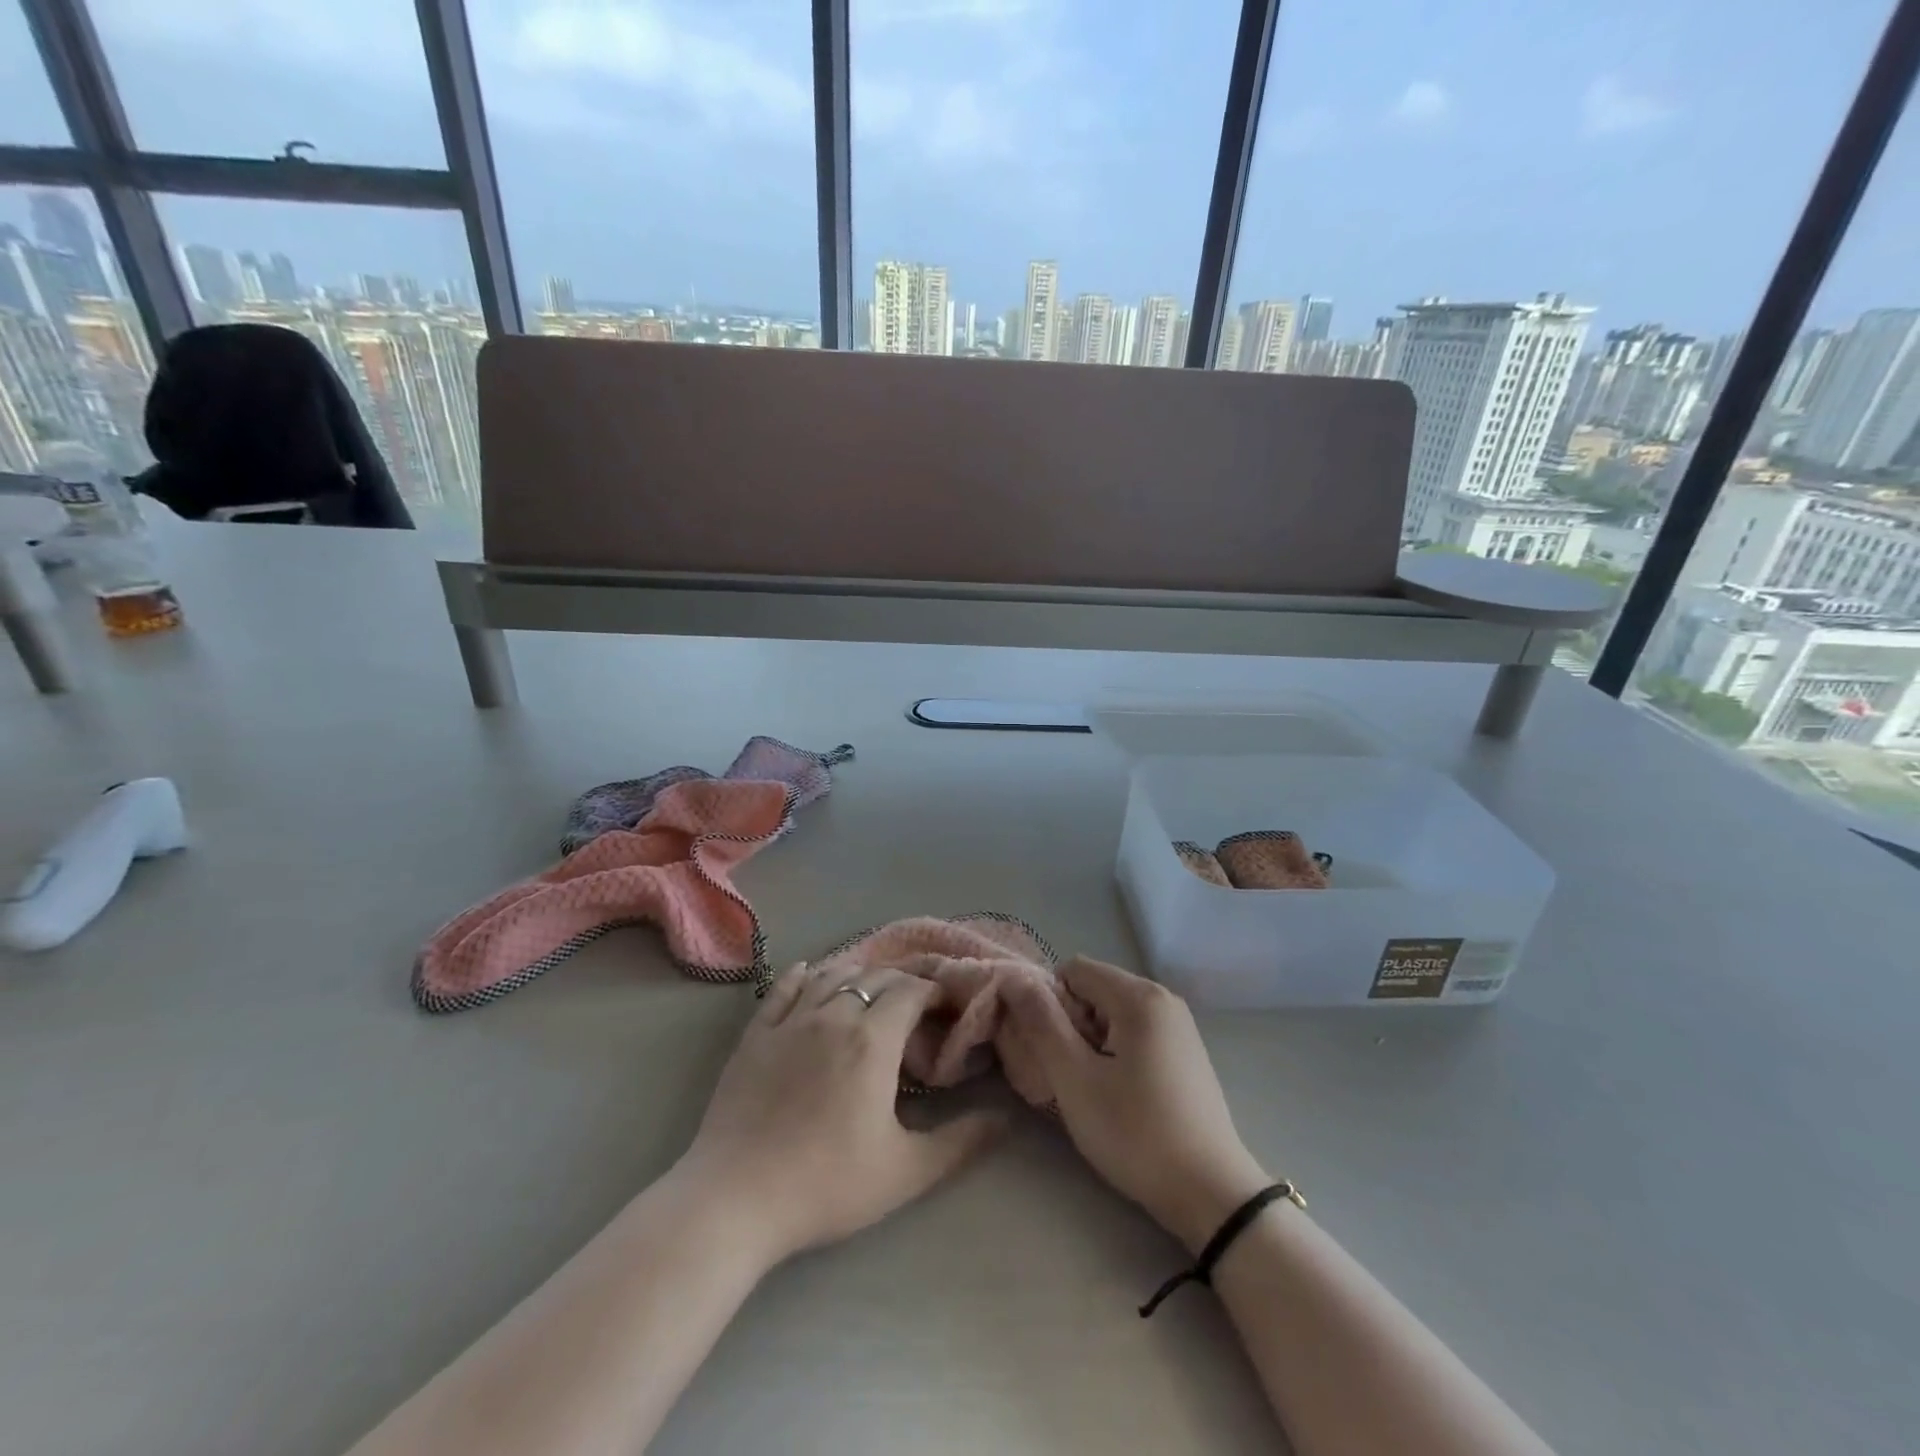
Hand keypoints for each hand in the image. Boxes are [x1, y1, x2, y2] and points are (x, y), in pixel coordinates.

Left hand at [677, 965, 1000, 1264]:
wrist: (736, 1199)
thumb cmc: (826, 1184)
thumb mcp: (905, 1171)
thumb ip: (960, 1142)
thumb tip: (1004, 1117)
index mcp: (873, 1040)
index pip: (911, 992)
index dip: (934, 991)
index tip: (946, 1006)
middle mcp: (834, 1015)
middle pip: (874, 977)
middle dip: (901, 981)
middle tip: (915, 1001)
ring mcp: (790, 1021)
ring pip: (830, 975)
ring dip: (857, 973)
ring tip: (870, 984)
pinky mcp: (755, 1034)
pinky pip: (782, 989)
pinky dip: (802, 976)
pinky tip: (808, 972)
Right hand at [999, 957, 1270, 1252]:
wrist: (1211, 1194)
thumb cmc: (1136, 1132)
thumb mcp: (1075, 1079)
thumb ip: (1042, 1023)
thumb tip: (1015, 979)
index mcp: (1139, 995)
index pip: (1073, 970)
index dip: (1051, 1004)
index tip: (1054, 1051)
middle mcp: (1163, 998)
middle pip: (1094, 990)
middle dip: (1072, 1025)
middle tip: (1072, 1076)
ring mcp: (1179, 1025)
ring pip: (1112, 1015)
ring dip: (1092, 1043)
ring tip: (1095, 1090)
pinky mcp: (1185, 1052)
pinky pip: (1134, 1033)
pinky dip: (1116, 1054)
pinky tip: (1121, 1096)